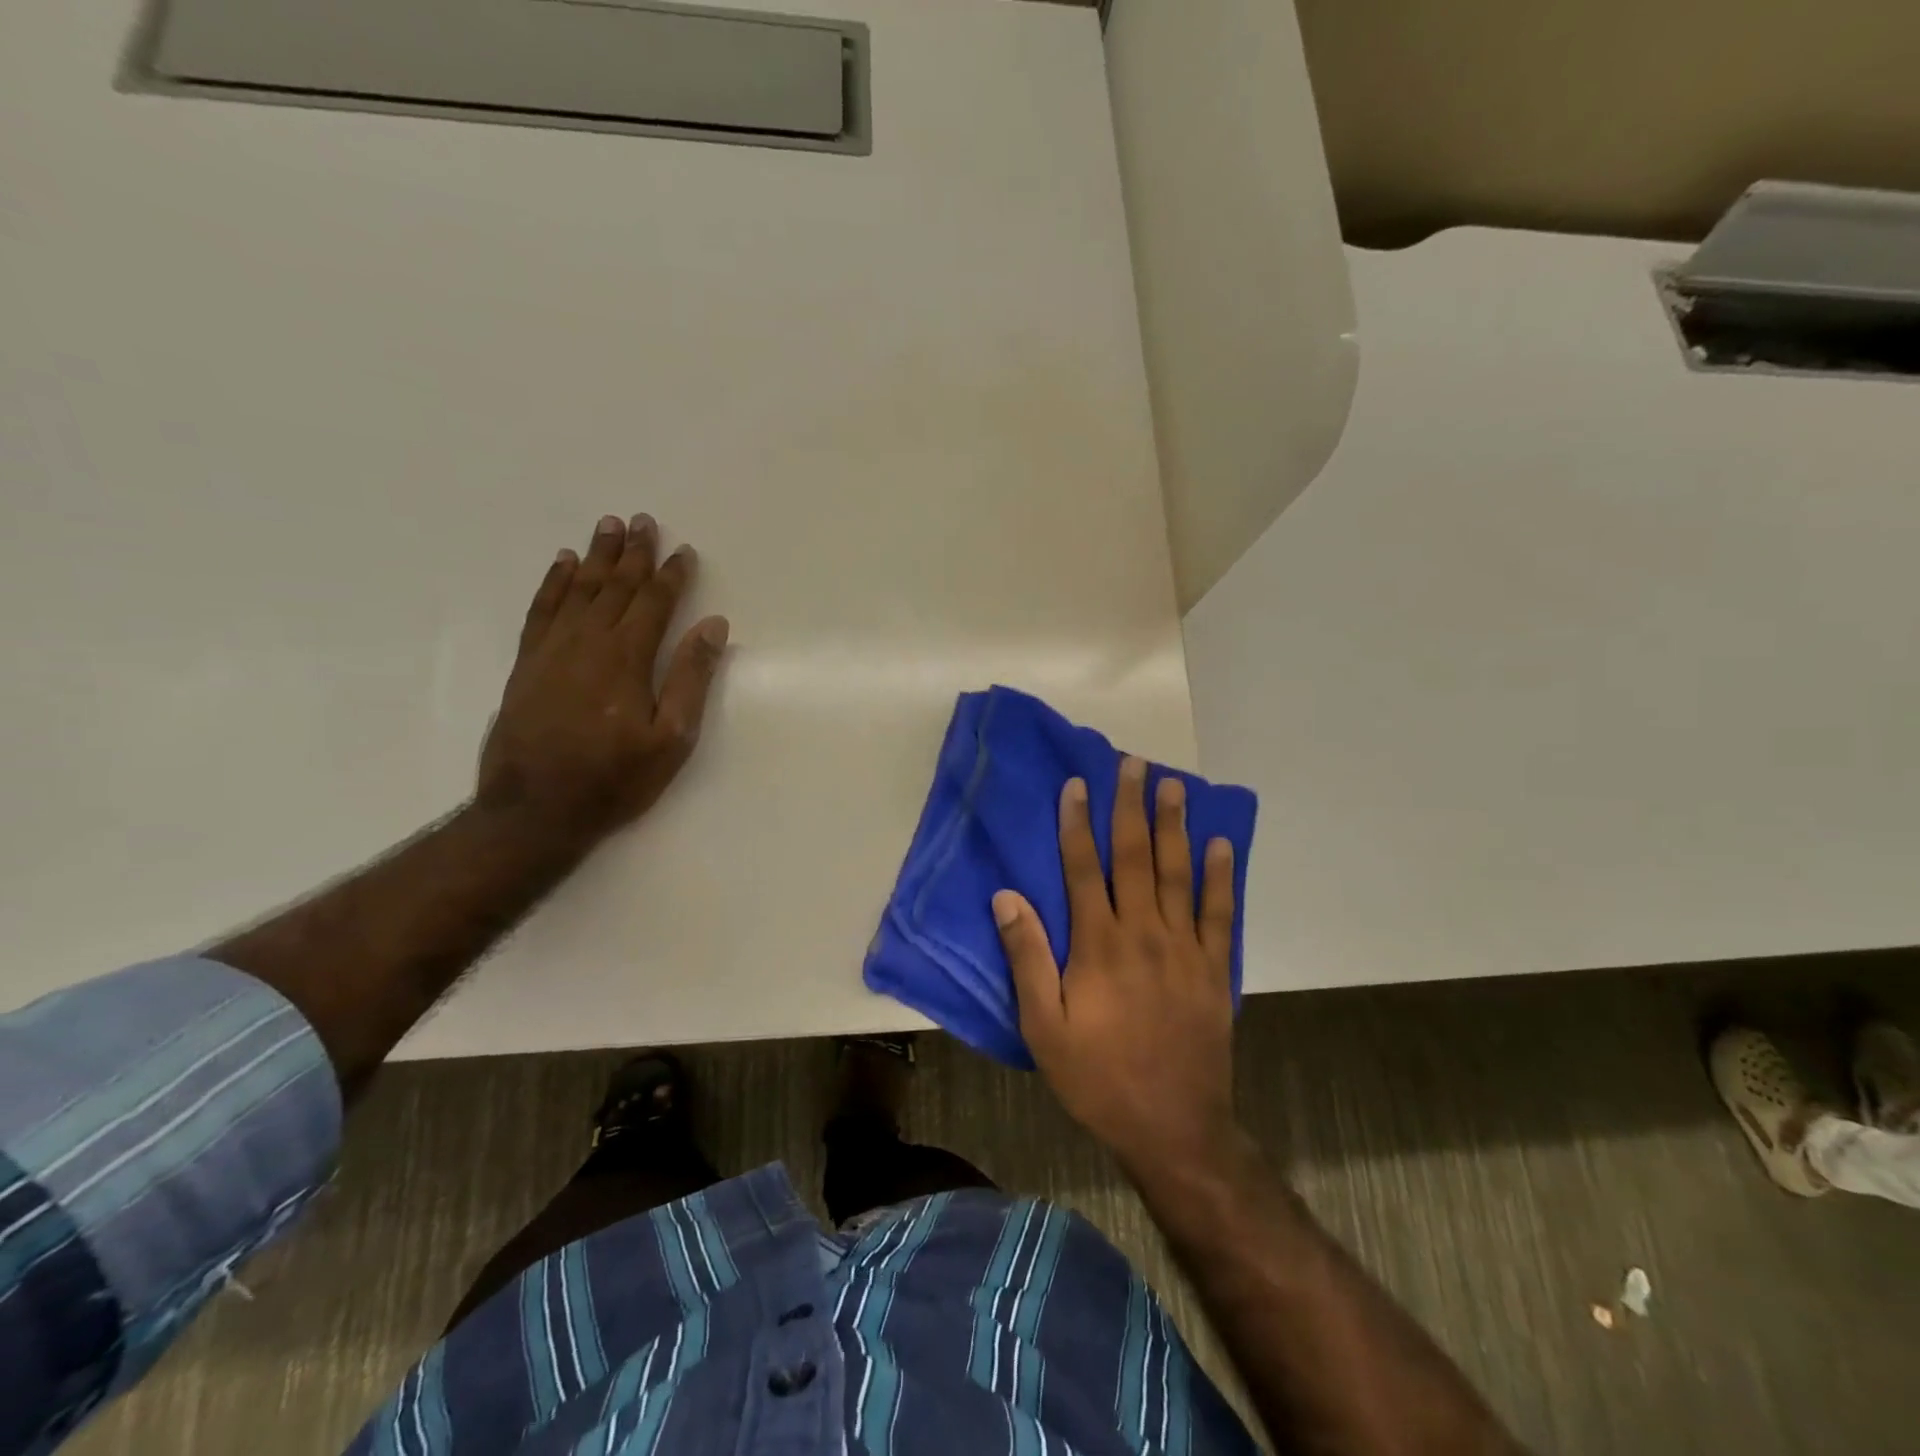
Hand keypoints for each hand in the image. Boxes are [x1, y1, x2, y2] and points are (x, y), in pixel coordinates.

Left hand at [478, 514, 728, 839]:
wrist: (534, 811)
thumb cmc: (614, 779)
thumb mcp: (671, 739)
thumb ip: (691, 678)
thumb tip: (713, 627)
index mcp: (628, 659)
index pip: (654, 604)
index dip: (672, 576)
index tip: (685, 551)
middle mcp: (588, 643)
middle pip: (615, 587)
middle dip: (634, 553)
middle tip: (643, 521)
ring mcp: (552, 651)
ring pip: (578, 589)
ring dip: (596, 556)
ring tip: (608, 526)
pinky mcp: (527, 664)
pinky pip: (541, 609)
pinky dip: (553, 583)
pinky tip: (562, 565)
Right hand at [995, 756, 1239, 1175]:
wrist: (1173, 1126)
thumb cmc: (1097, 1076)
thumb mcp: (1043, 1026)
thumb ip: (1027, 957)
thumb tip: (1007, 897)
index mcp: (1098, 945)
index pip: (1084, 869)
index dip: (1077, 824)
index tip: (1077, 785)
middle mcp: (1143, 933)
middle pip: (1134, 857)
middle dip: (1130, 807)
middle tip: (1133, 763)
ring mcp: (1184, 947)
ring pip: (1177, 873)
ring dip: (1174, 826)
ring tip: (1173, 786)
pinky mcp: (1213, 968)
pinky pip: (1219, 912)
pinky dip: (1220, 876)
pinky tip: (1221, 844)